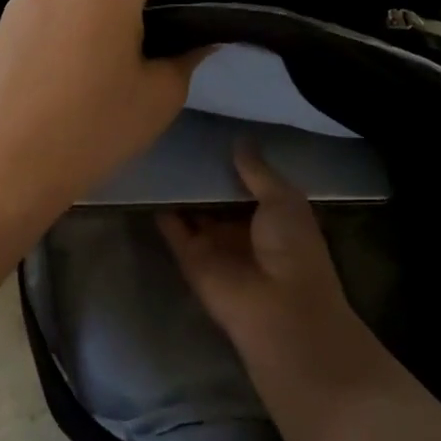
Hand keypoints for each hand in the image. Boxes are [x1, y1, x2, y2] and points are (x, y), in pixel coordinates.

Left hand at [0, 0, 207, 226]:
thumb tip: (197, 42)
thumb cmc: (91, 130)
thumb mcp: (158, 98)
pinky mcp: (4, 17)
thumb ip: (185, 58)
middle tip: (147, 36)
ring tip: (104, 47)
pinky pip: (49, 0)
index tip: (184, 20)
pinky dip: (68, 13)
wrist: (5, 163)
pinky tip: (66, 59)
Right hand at [158, 142, 386, 392]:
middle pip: (216, 196)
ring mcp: (214, 244)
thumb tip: (240, 141)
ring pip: (192, 211)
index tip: (212, 132)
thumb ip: (258, 171)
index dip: (232, 161)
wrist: (279, 308)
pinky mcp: (190, 258)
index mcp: (272, 216)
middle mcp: (241, 229)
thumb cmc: (293, 249)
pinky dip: (162, 209)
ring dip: (179, 189)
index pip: (247, 183)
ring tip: (158, 150)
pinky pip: (173, 229)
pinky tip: (147, 180)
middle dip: (202, 172)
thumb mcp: (283, 200)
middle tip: (179, 135)